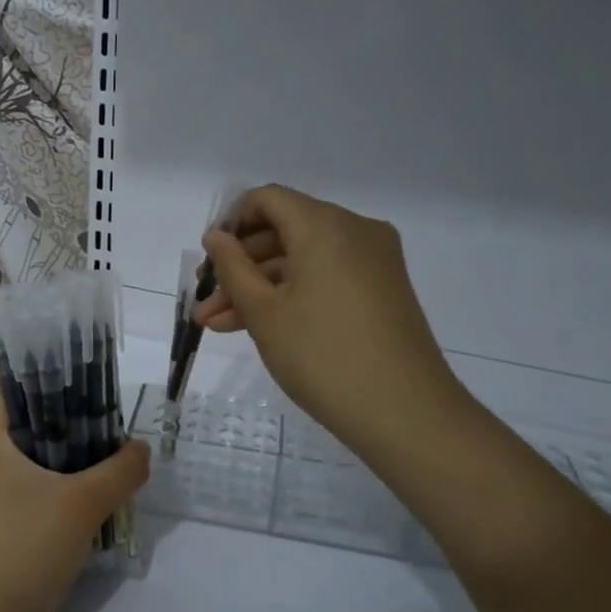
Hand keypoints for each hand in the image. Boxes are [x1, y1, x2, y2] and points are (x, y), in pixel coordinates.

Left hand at [0, 398, 149, 611]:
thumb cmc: (26, 547)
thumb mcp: (83, 503)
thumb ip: (120, 470)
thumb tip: (141, 448)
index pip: (19, 390)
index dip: (55, 380)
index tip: (94, 385)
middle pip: (33, 426)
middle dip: (74, 425)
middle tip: (114, 427)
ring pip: (37, 463)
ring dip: (73, 462)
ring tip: (113, 462)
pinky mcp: (1, 527)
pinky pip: (36, 494)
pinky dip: (63, 491)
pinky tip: (94, 502)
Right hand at [194, 185, 466, 455]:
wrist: (404, 412)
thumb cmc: (321, 355)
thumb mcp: (264, 312)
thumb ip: (233, 268)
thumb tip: (216, 236)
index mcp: (324, 225)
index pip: (268, 199)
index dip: (231, 223)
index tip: (209, 260)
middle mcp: (354, 230)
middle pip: (284, 230)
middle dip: (240, 264)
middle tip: (206, 299)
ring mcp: (373, 261)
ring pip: (302, 259)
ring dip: (259, 286)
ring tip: (216, 324)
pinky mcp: (382, 289)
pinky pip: (325, 277)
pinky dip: (291, 294)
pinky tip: (255, 326)